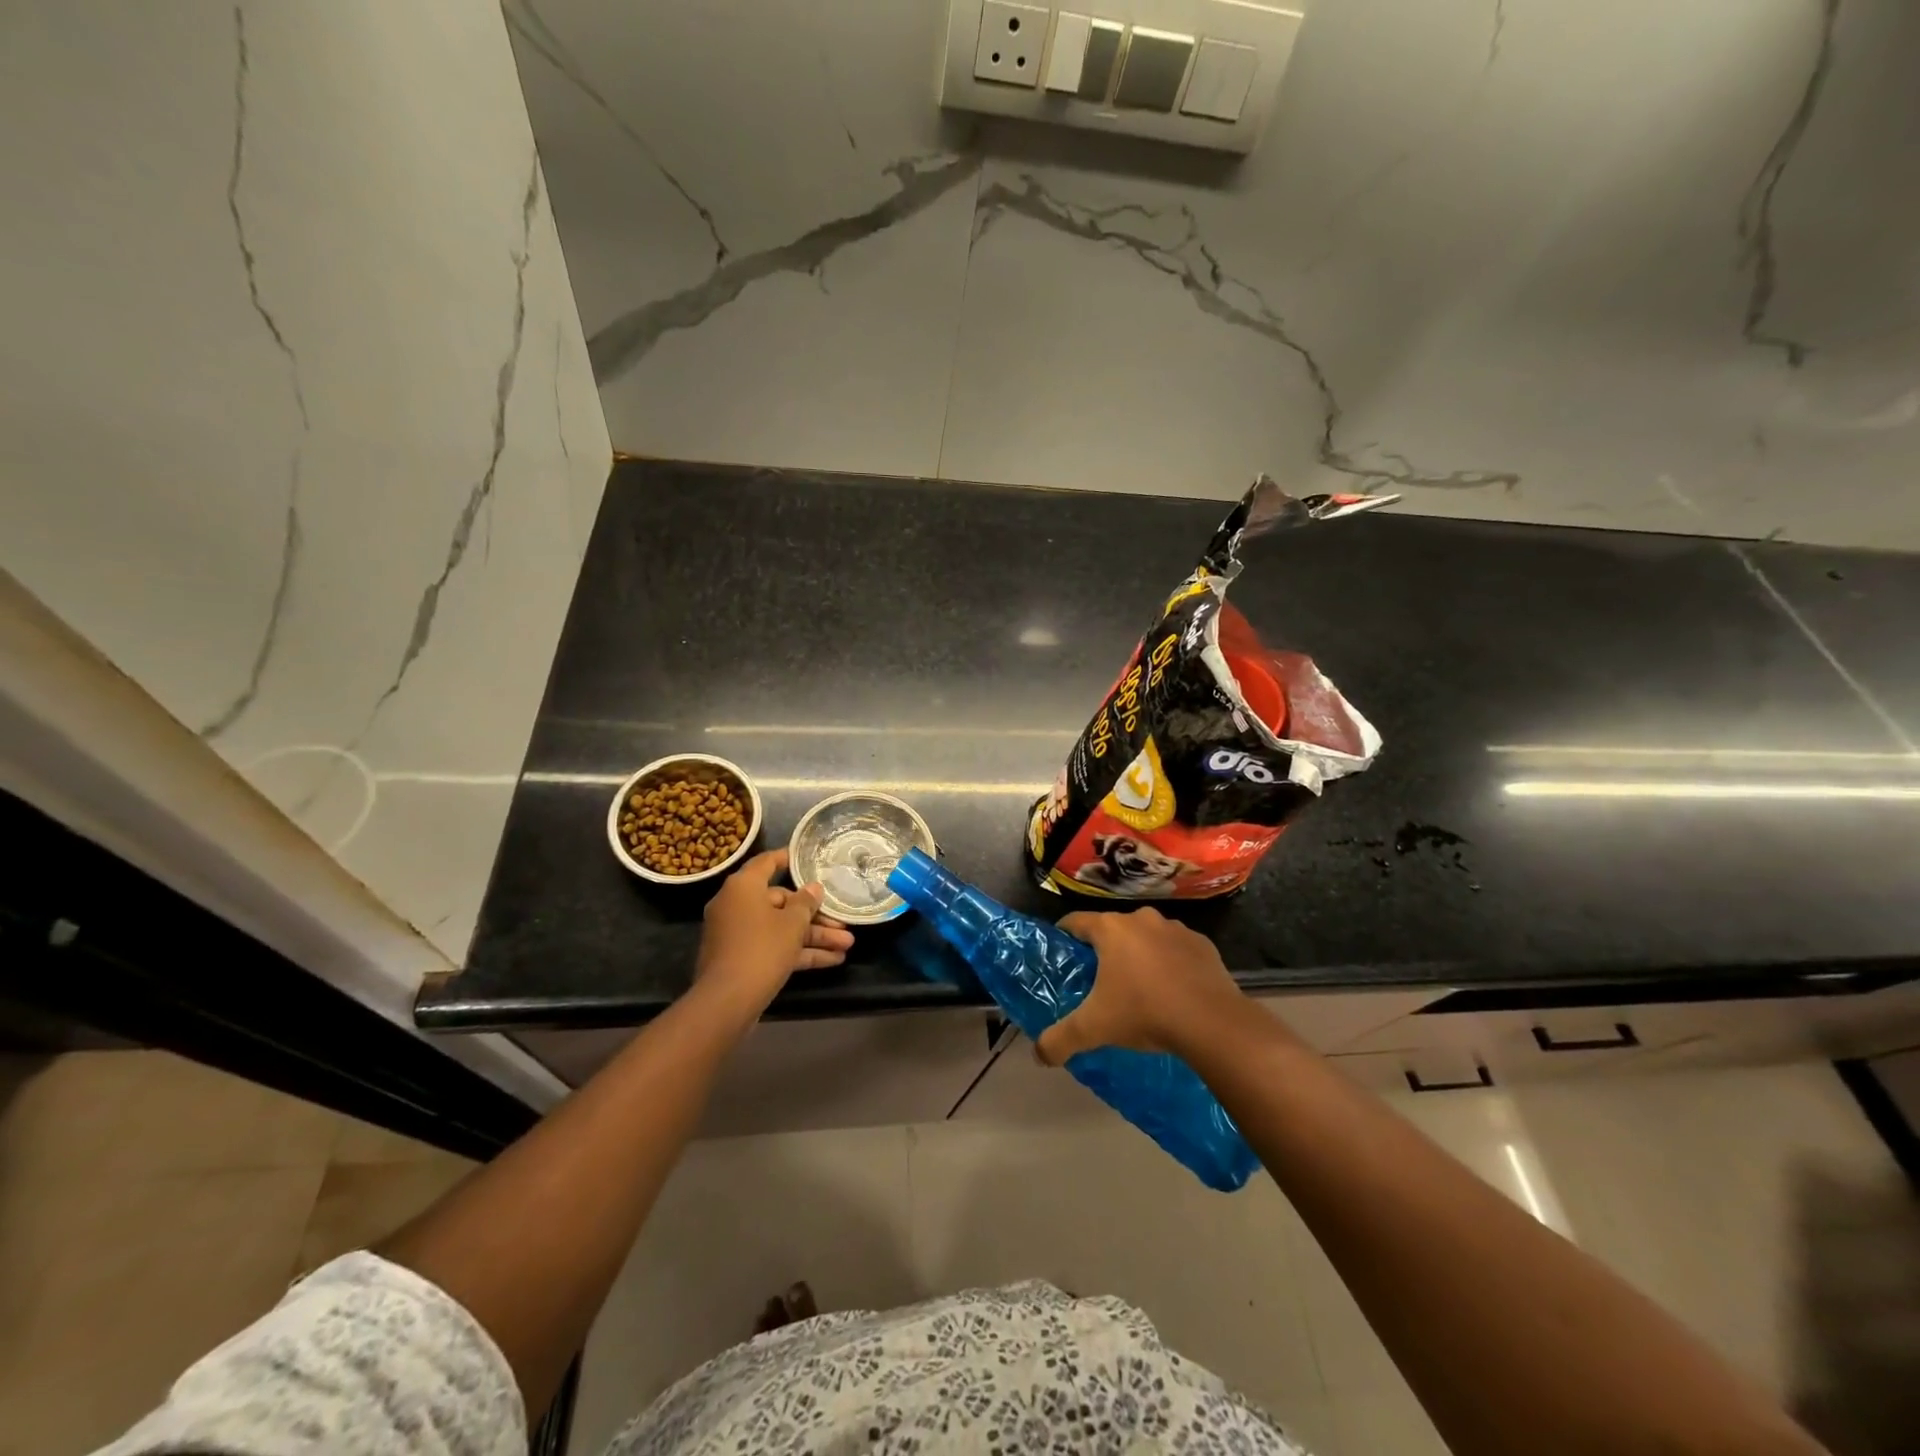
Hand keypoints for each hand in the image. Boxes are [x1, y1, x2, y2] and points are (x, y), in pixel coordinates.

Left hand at [695, 849, 853, 1014]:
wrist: (727, 1001)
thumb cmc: (762, 949)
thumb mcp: (792, 923)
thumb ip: (806, 903)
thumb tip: (813, 888)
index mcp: (743, 887)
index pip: (767, 863)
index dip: (788, 859)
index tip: (807, 859)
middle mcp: (736, 905)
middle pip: (781, 902)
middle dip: (815, 916)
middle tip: (843, 923)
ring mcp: (737, 934)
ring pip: (781, 928)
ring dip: (813, 937)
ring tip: (848, 945)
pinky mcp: (741, 959)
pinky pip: (773, 947)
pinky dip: (798, 952)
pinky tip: (832, 960)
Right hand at [1036, 906, 1246, 1064]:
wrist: (1212, 1022)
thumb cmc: (1144, 1013)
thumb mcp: (1093, 1030)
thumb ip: (1059, 1040)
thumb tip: (1038, 1055)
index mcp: (1110, 929)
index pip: (1075, 922)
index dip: (1065, 938)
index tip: (1063, 957)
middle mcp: (1141, 919)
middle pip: (1112, 930)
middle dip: (1105, 952)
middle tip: (1099, 983)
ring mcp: (1175, 929)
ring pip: (1147, 938)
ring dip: (1140, 956)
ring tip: (1139, 989)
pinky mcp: (1202, 944)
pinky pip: (1177, 950)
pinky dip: (1171, 964)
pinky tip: (1173, 992)